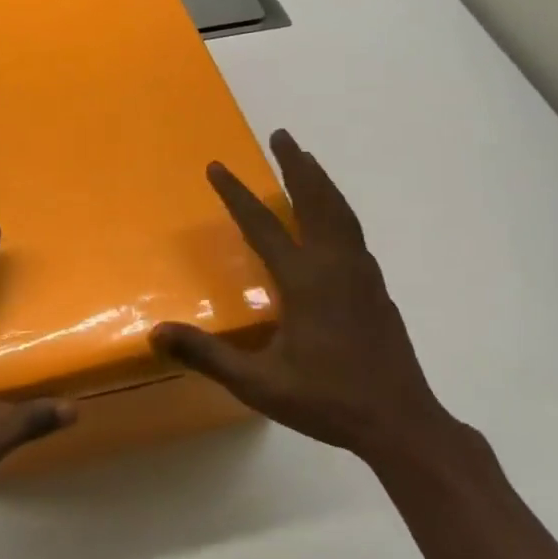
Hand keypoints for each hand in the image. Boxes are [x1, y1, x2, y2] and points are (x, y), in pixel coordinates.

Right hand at [151, 129, 457, 464]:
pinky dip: (338, 211)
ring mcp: (362, 276)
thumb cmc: (327, 401)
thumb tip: (156, 333)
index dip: (236, 195)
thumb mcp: (258, 383)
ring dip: (322, 183)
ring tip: (307, 162)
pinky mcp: (377, 290)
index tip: (216, 166)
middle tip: (282, 135)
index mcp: (306, 282)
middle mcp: (336, 267)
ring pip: (342, 214)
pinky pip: (354, 234)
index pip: (263, 227)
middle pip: (317, 202)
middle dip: (297, 166)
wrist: (401, 422)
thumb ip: (207, 356)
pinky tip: (333, 221)